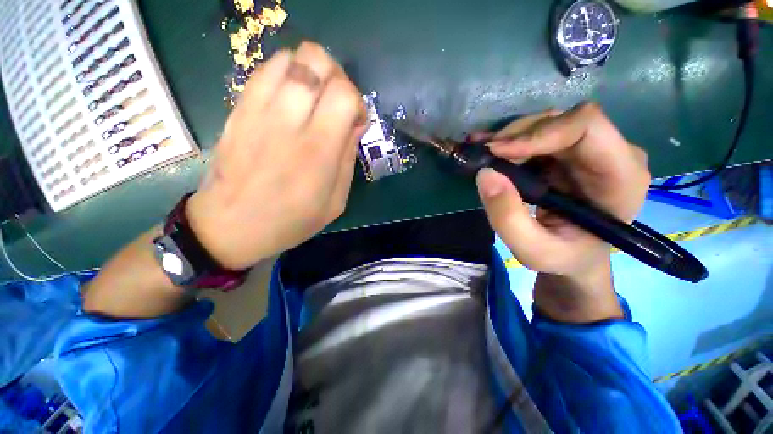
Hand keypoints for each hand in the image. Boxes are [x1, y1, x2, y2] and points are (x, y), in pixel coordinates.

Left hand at [187, 42, 365, 269]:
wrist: (230, 227)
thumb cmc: (291, 221)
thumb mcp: (335, 202)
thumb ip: (348, 159)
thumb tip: (355, 124)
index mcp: (318, 151)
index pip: (344, 94)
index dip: (357, 102)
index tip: (355, 123)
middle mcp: (288, 122)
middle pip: (317, 61)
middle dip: (337, 77)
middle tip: (336, 104)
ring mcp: (258, 110)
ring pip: (291, 57)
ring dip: (311, 72)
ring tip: (314, 101)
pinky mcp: (239, 108)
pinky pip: (265, 70)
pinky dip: (286, 74)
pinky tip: (290, 100)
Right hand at [475, 103, 650, 321]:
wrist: (575, 256)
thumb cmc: (563, 257)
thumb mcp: (532, 250)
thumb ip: (508, 218)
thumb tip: (485, 174)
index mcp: (620, 178)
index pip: (587, 127)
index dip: (538, 132)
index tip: (498, 152)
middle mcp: (612, 153)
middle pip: (562, 121)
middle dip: (517, 136)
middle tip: (483, 155)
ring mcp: (591, 150)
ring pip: (546, 124)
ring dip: (510, 139)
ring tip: (482, 155)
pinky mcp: (570, 152)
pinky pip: (538, 135)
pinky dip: (510, 142)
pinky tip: (490, 150)